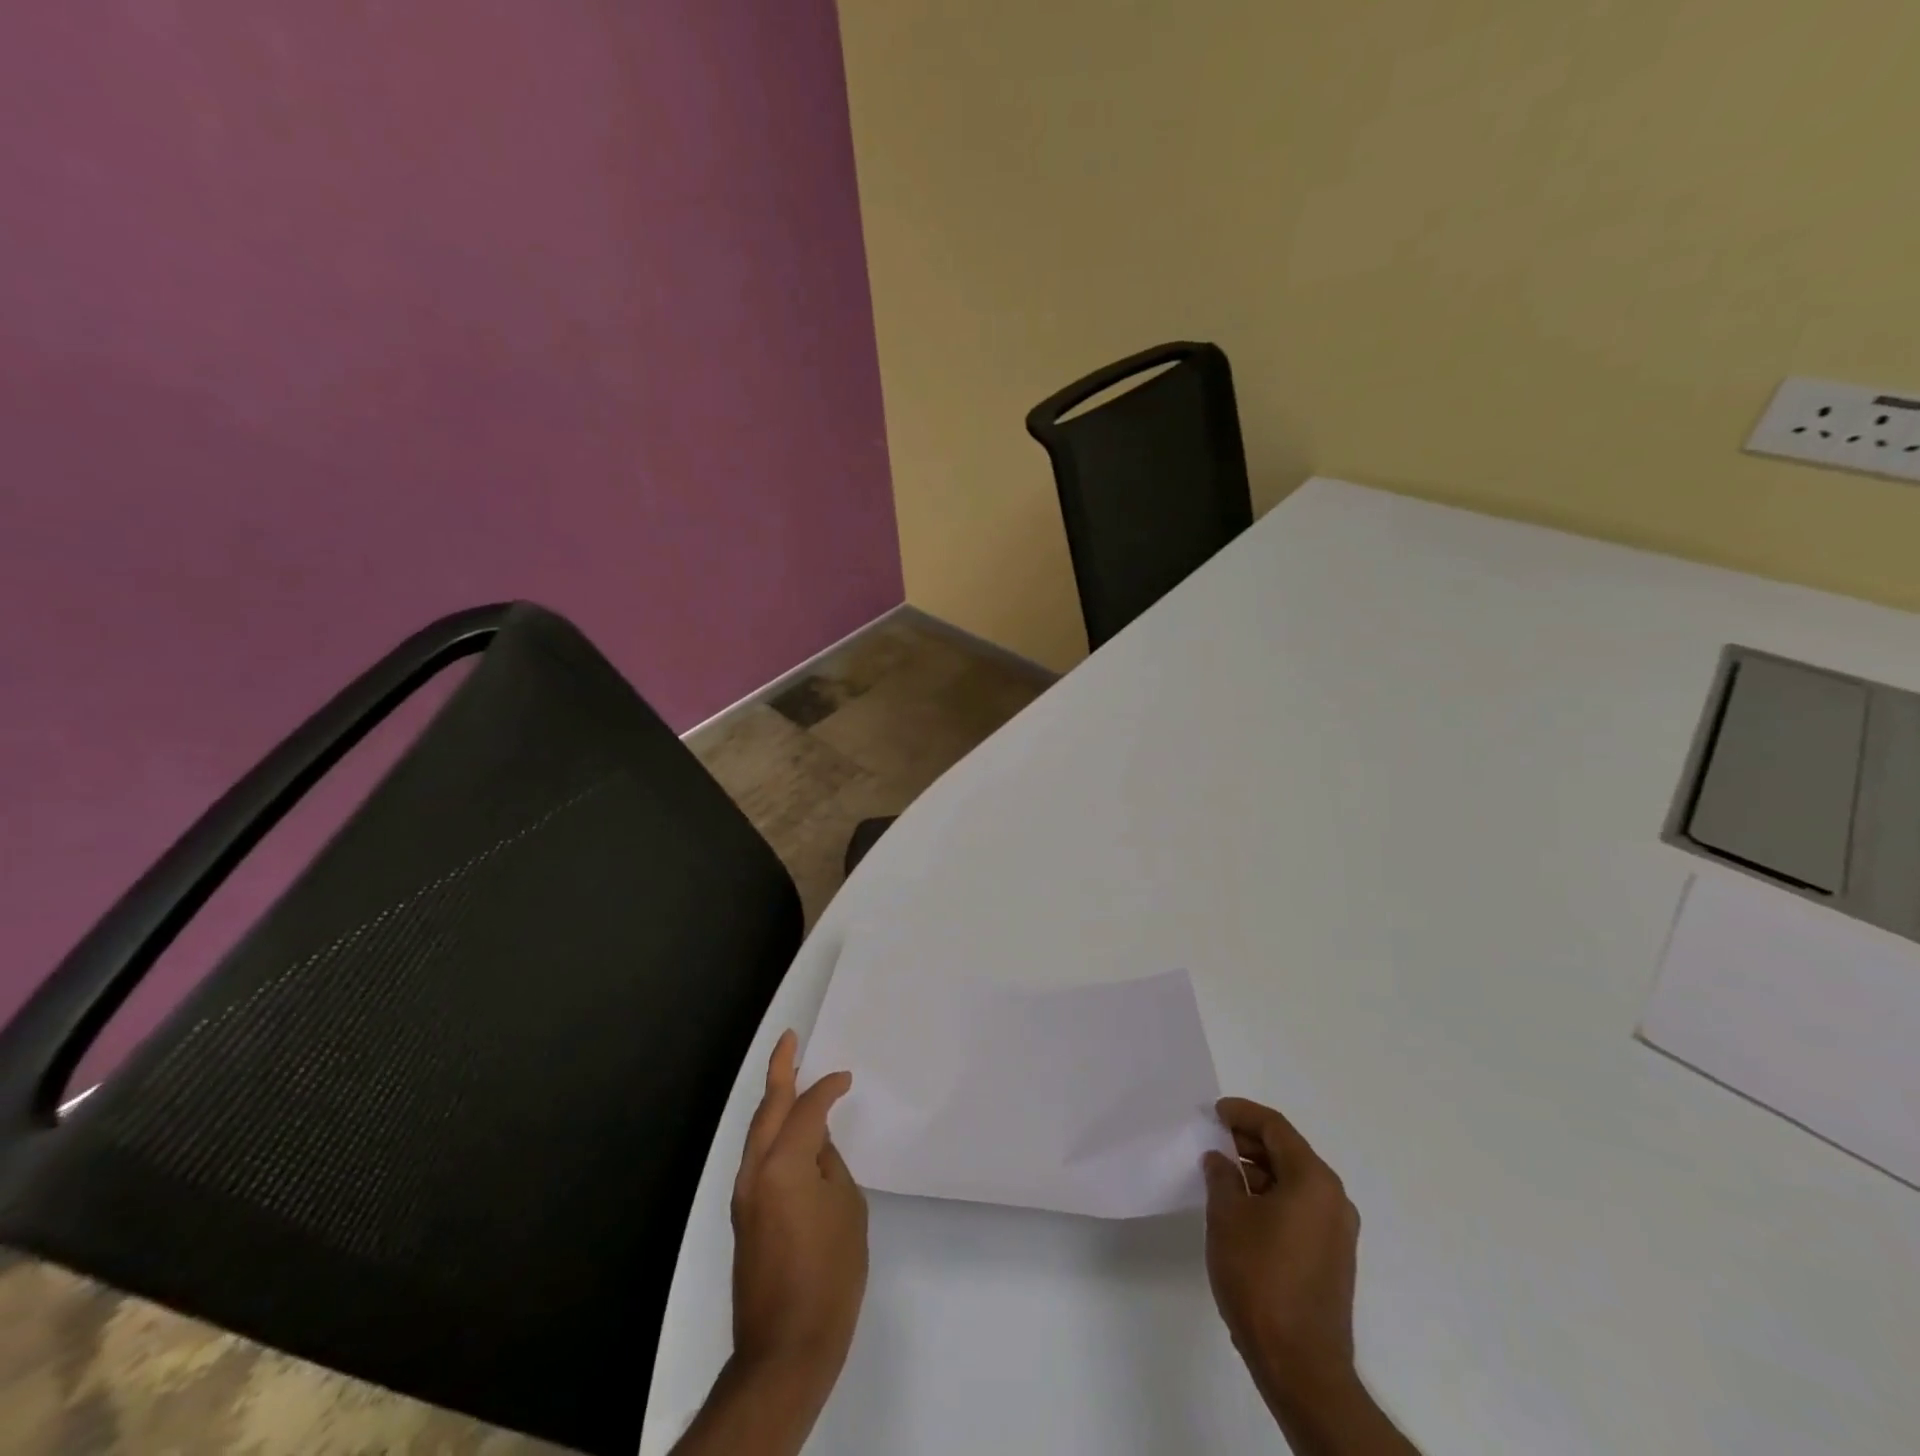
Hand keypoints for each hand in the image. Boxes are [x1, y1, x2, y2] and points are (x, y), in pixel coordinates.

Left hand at [730, 1030, 868, 1390]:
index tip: (845, 1078)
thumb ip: (830, 1166)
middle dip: (779, 1071)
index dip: (827, 1088)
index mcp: (784, 1164)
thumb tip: (817, 1148)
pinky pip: (758, 1156)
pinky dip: (773, 1133)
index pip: (807, 1109)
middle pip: (768, 1109)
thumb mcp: (846, 1209)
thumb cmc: (829, 1275)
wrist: (785, 1348)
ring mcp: (744, 1195)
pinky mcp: (744, 1215)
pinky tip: (791, 1132)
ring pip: (758, 1132)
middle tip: (790, 1040)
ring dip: (774, 1101)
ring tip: (790, 1075)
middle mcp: (755, 1171)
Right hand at [1203, 1097, 1380, 1438]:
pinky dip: (1271, 1196)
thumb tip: (1220, 1160)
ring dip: (1258, 1170)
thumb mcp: (1227, 1216)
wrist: (1300, 1365)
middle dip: (1248, 1141)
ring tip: (1220, 1171)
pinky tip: (1241, 1206)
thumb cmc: (1260, 1277)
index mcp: (1314, 1181)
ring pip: (1293, 1181)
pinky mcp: (1331, 1258)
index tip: (1214, 1112)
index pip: (1276, 1128)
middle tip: (1212, 1138)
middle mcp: (1333, 1199)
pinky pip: (1299, 1208)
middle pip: (1288, 1152)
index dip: (1242, 1113)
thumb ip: (1221, 1177)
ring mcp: (1336, 1231)